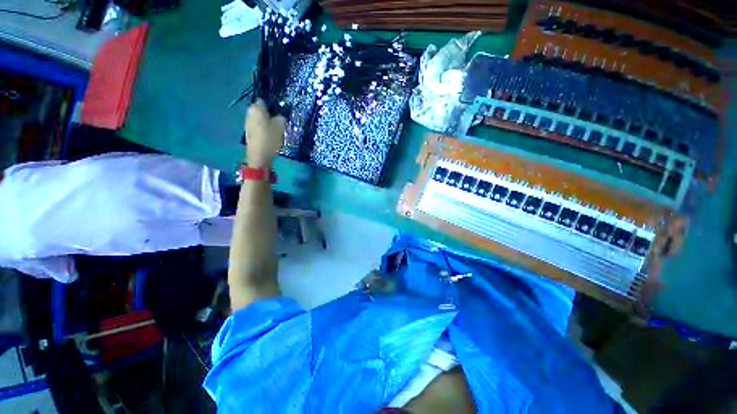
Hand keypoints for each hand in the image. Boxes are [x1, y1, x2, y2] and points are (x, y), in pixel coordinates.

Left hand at [244, 98, 285, 168]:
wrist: (259, 155)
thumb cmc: (270, 138)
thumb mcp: (281, 127)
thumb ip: (281, 118)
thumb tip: (280, 116)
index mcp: (257, 108)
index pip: (264, 101)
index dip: (272, 104)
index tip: (280, 110)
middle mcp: (249, 112)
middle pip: (260, 110)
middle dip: (268, 113)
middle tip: (279, 119)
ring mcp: (247, 122)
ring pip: (258, 118)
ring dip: (266, 121)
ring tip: (276, 128)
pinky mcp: (249, 132)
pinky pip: (257, 126)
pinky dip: (263, 128)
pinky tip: (270, 134)